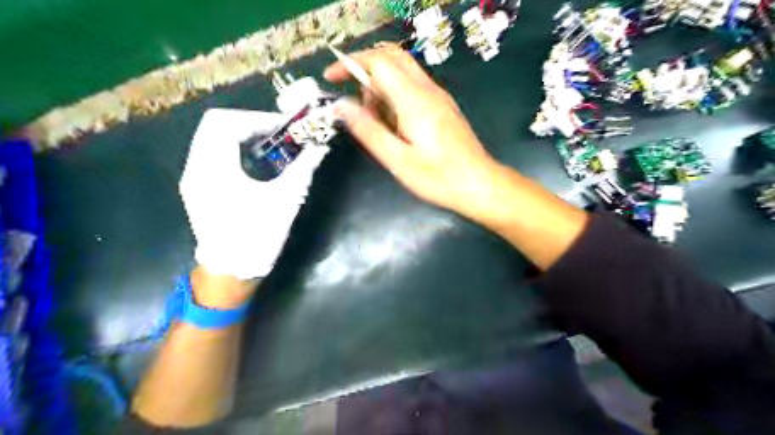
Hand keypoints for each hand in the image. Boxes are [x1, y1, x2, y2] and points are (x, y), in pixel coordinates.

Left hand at [183, 108, 328, 285]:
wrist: (232, 271)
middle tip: (278, 132)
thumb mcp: (285, 201)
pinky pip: (212, 153)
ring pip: (211, 137)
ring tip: (270, 143)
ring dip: (241, 134)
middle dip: (249, 122)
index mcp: (214, 169)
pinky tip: (256, 160)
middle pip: (215, 124)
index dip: (258, 119)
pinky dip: (234, 147)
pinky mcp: (198, 186)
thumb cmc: (257, 237)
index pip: (226, 123)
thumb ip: (303, 169)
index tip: (285, 127)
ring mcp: (193, 177)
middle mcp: (196, 167)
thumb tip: (321, 148)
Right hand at [322, 45, 499, 217]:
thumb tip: (341, 106)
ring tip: (373, 119)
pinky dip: (394, 93)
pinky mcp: (443, 106)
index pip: (378, 62)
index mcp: (414, 100)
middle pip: (392, 56)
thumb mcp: (397, 159)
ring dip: (380, 83)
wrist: (480, 184)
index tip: (330, 78)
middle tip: (351, 96)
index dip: (351, 64)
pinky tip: (393, 123)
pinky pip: (413, 86)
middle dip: (365, 67)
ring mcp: (438, 96)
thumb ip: (368, 130)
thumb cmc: (438, 177)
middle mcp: (427, 89)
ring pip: (403, 70)